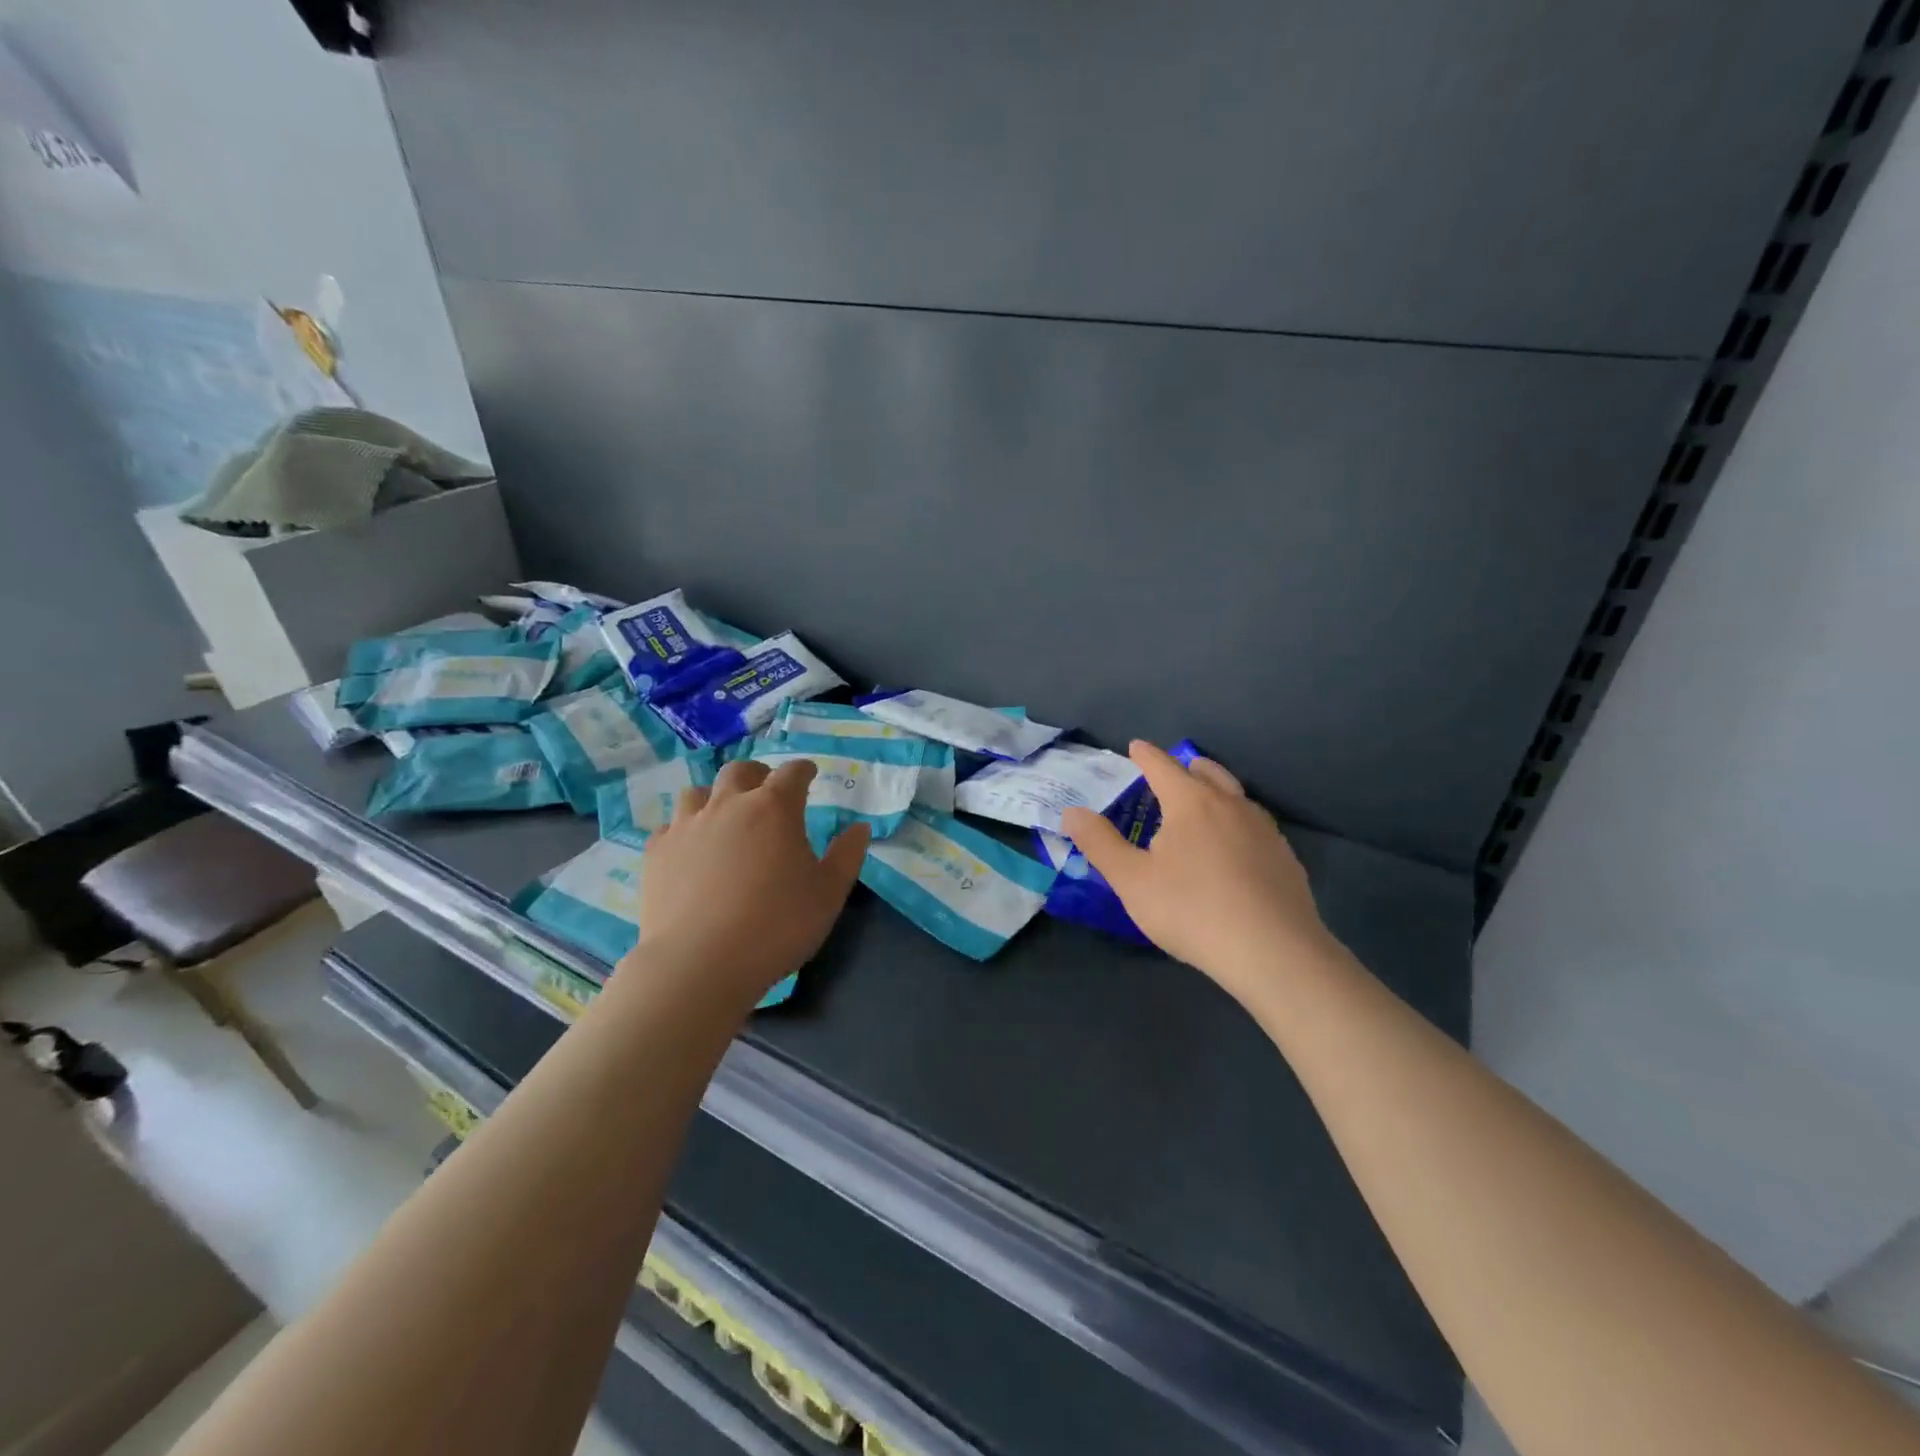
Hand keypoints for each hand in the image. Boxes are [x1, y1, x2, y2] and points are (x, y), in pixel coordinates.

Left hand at [624, 759, 869, 1007]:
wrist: (700, 963)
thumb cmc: (777, 925)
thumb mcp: (828, 894)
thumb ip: (847, 856)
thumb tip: (859, 828)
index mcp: (775, 808)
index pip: (792, 773)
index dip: (803, 770)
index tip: (809, 775)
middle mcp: (729, 805)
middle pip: (740, 771)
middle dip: (757, 774)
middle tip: (766, 790)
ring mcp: (687, 826)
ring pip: (698, 792)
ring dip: (716, 797)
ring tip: (725, 817)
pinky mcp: (657, 852)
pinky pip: (671, 826)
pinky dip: (685, 829)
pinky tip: (692, 849)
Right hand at [1062, 741, 1335, 1004]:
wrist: (1273, 952)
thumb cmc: (1191, 910)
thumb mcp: (1132, 880)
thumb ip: (1100, 843)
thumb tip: (1071, 812)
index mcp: (1191, 802)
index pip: (1163, 767)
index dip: (1146, 756)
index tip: (1136, 747)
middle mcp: (1230, 805)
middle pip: (1207, 773)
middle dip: (1187, 767)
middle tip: (1174, 770)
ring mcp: (1264, 830)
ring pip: (1236, 796)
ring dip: (1217, 790)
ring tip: (1206, 801)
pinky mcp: (1285, 858)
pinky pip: (1256, 825)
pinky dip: (1238, 822)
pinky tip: (1237, 846)